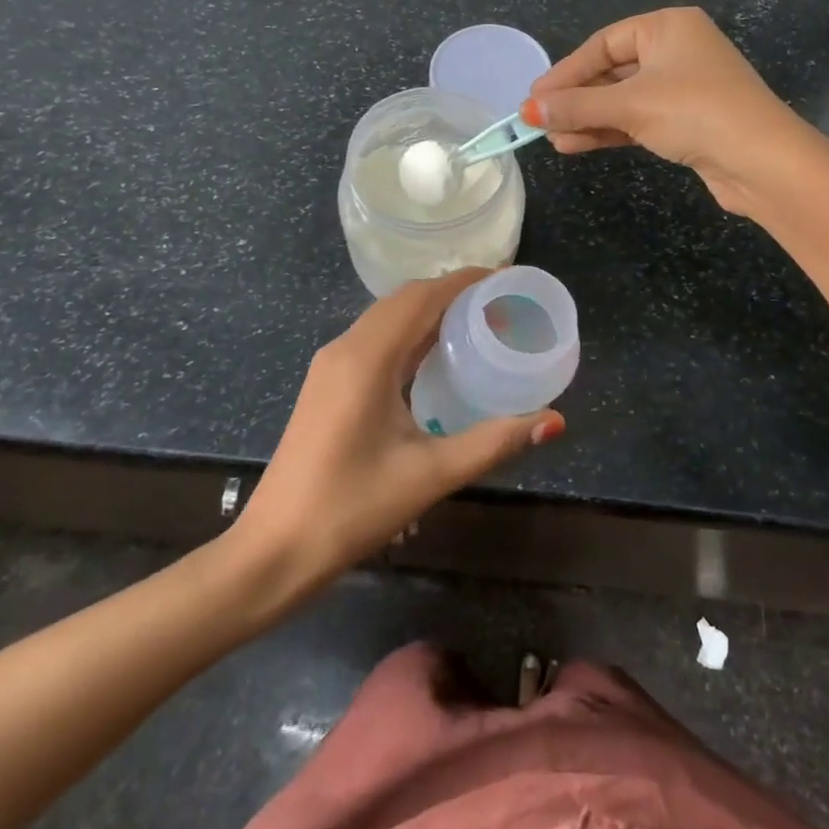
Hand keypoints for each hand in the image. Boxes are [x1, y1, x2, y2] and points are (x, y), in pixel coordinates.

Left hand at [235, 271, 563, 589]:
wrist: (274, 551)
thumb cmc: (352, 508)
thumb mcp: (431, 474)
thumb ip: (495, 441)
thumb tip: (554, 421)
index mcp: (368, 357)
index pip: (423, 296)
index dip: (465, 280)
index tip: (507, 278)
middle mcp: (346, 347)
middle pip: (404, 300)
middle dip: (451, 291)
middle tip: (500, 302)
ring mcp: (330, 365)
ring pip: (386, 318)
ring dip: (428, 311)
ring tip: (476, 323)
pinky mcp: (326, 384)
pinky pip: (374, 339)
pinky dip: (408, 333)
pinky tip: (433, 358)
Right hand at [524, 6, 809, 215]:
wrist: (762, 162)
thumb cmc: (695, 113)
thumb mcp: (630, 105)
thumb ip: (577, 106)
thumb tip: (528, 110)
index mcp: (668, 27)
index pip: (603, 44)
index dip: (566, 72)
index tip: (534, 97)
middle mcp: (677, 50)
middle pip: (611, 71)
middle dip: (576, 99)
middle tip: (538, 119)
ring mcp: (684, 87)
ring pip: (623, 99)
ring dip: (588, 119)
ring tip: (552, 138)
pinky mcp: (687, 121)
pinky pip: (638, 119)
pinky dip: (609, 131)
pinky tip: (577, 144)